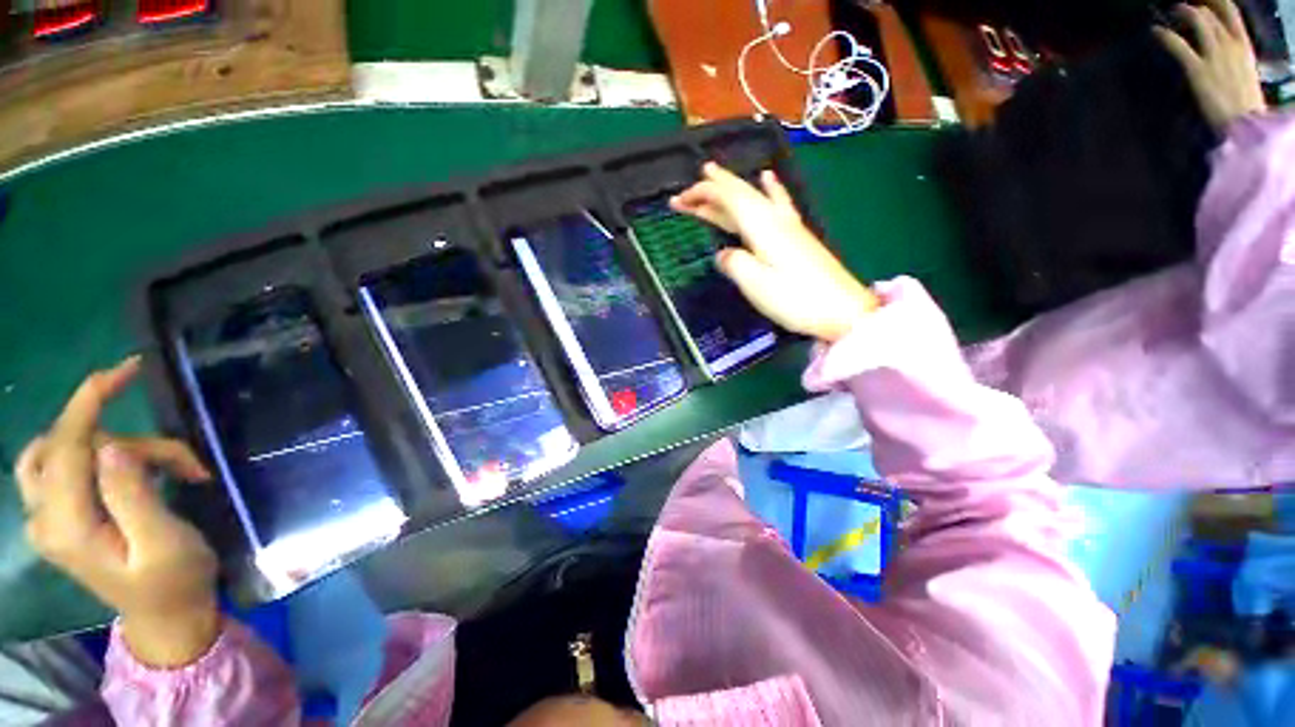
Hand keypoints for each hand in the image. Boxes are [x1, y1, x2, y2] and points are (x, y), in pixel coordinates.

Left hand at [15, 356, 219, 667]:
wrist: (166, 616)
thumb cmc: (175, 581)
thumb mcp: (164, 543)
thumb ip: (132, 496)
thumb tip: (112, 447)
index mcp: (66, 528)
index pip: (64, 446)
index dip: (90, 401)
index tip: (128, 370)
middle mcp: (42, 518)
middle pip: (69, 445)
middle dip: (130, 442)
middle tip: (184, 466)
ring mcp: (46, 518)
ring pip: (66, 451)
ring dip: (123, 450)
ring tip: (171, 473)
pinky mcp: (58, 515)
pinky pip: (64, 464)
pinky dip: (104, 457)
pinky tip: (137, 473)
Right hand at [670, 163, 878, 342]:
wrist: (842, 310)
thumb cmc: (796, 299)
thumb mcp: (756, 284)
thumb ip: (734, 264)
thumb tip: (723, 254)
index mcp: (762, 227)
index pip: (728, 198)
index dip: (702, 194)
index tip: (678, 199)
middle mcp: (774, 219)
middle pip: (739, 194)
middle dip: (710, 189)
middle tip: (685, 192)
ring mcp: (788, 226)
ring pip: (753, 198)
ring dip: (730, 189)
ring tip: (713, 177)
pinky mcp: (796, 237)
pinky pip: (775, 203)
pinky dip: (768, 188)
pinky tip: (768, 177)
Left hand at [1154, 0, 1265, 129]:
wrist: (1246, 123)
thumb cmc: (1246, 106)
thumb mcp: (1246, 74)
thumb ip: (1234, 60)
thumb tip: (1224, 53)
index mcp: (1245, 47)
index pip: (1232, 13)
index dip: (1217, 2)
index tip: (1206, 0)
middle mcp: (1230, 44)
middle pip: (1210, 15)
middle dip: (1195, 8)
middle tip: (1181, 8)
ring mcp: (1215, 55)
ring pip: (1198, 21)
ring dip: (1182, 13)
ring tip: (1170, 11)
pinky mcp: (1198, 69)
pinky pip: (1178, 46)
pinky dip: (1165, 36)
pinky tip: (1154, 30)